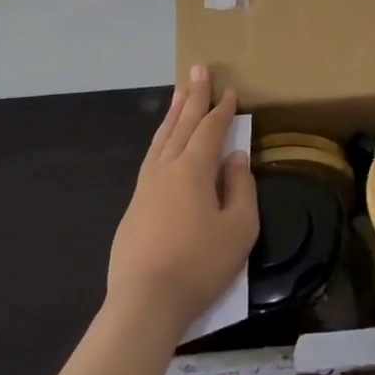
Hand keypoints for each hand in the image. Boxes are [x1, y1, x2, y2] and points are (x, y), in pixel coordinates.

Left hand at [106, 66, 257, 339]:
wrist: (144, 305)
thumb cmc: (199, 265)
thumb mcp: (239, 228)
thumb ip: (241, 188)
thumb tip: (236, 158)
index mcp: (193, 170)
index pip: (210, 130)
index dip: (222, 109)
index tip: (230, 90)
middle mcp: (166, 169)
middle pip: (182, 124)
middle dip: (193, 96)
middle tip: (198, 69)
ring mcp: (145, 188)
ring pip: (161, 139)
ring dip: (173, 114)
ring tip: (180, 94)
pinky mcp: (134, 208)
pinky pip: (151, 158)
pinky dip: (161, 139)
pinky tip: (163, 142)